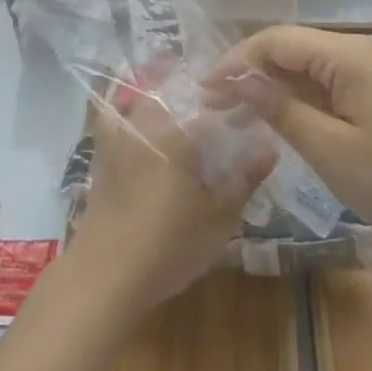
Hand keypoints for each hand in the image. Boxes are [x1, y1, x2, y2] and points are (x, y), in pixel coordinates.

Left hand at [63, 82, 274, 322]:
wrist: (106, 274)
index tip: (251, 115)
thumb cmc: (169, 245)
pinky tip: (140, 130)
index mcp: (177, 134)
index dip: (234, 110)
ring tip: (179, 114)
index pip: (212, 111)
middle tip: (216, 113)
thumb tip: (270, 147)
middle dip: (196, 98)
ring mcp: (118, 139)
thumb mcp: (218, 218)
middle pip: (173, 96)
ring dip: (160, 101)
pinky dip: (126, 114)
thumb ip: (243, 179)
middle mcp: (146, 126)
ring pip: (140, 102)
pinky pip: (114, 120)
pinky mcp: (101, 157)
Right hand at [204, 25, 371, 253]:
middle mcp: (358, 52)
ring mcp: (370, 72)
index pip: (276, 41)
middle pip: (290, 50)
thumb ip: (282, 110)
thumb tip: (241, 81)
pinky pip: (326, 86)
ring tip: (233, 115)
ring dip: (270, 88)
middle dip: (249, 74)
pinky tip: (274, 120)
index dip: (236, 60)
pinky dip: (297, 100)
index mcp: (348, 55)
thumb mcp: (330, 150)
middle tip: (212, 106)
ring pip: (306, 68)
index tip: (204, 88)